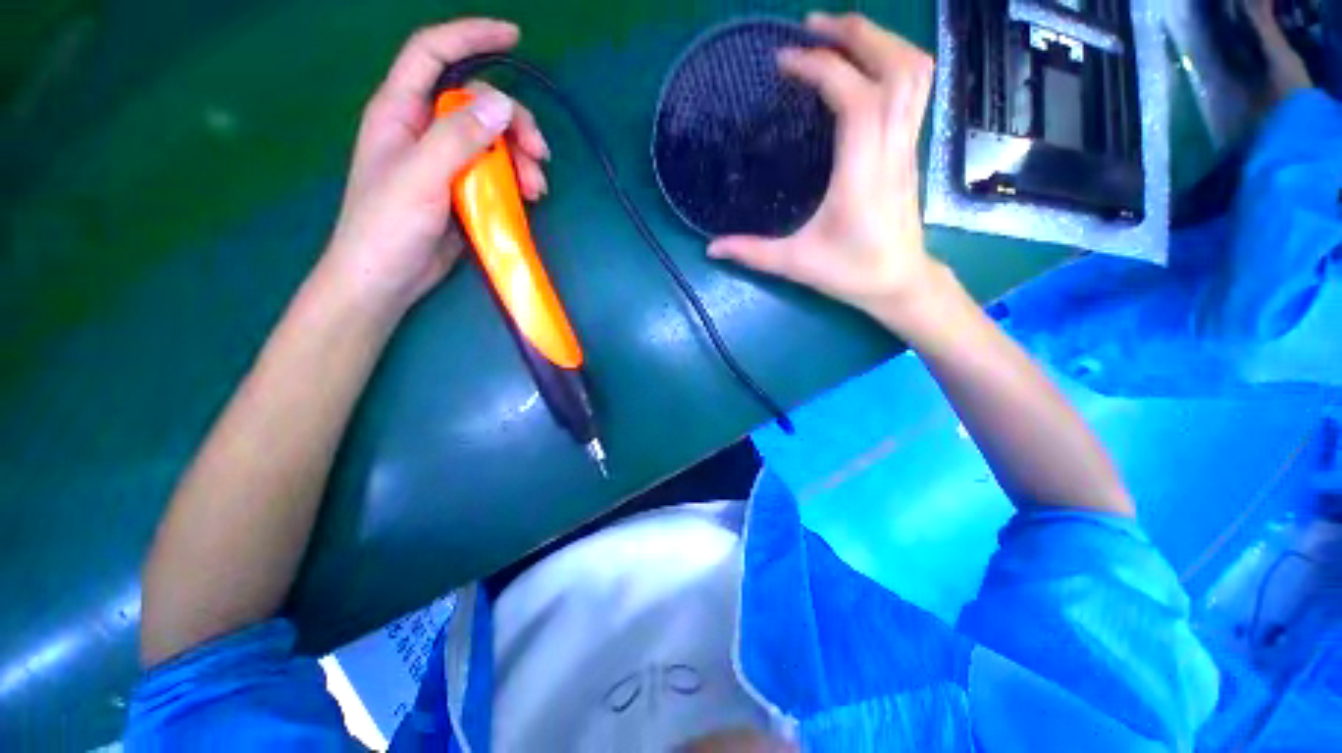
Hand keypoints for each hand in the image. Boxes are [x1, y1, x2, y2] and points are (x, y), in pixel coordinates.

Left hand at [321, 19, 551, 318]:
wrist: (387, 278)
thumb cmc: (387, 226)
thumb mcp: (421, 176)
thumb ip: (457, 137)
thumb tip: (501, 105)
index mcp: (401, 111)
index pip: (433, 53)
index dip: (471, 36)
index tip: (513, 36)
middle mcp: (424, 128)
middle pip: (476, 103)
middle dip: (513, 122)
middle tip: (539, 154)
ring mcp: (446, 161)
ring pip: (492, 141)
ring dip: (521, 158)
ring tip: (538, 188)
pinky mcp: (462, 190)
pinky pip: (495, 171)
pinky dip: (516, 180)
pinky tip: (529, 197)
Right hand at [707, 13, 940, 326]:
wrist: (899, 282)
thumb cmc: (850, 273)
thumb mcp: (795, 263)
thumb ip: (752, 253)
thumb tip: (710, 248)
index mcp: (863, 172)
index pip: (855, 97)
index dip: (821, 68)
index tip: (784, 61)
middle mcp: (892, 148)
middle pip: (896, 67)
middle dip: (856, 34)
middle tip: (812, 26)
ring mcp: (907, 145)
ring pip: (914, 72)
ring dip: (879, 41)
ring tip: (837, 35)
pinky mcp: (909, 149)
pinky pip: (914, 88)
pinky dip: (891, 61)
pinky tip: (862, 65)